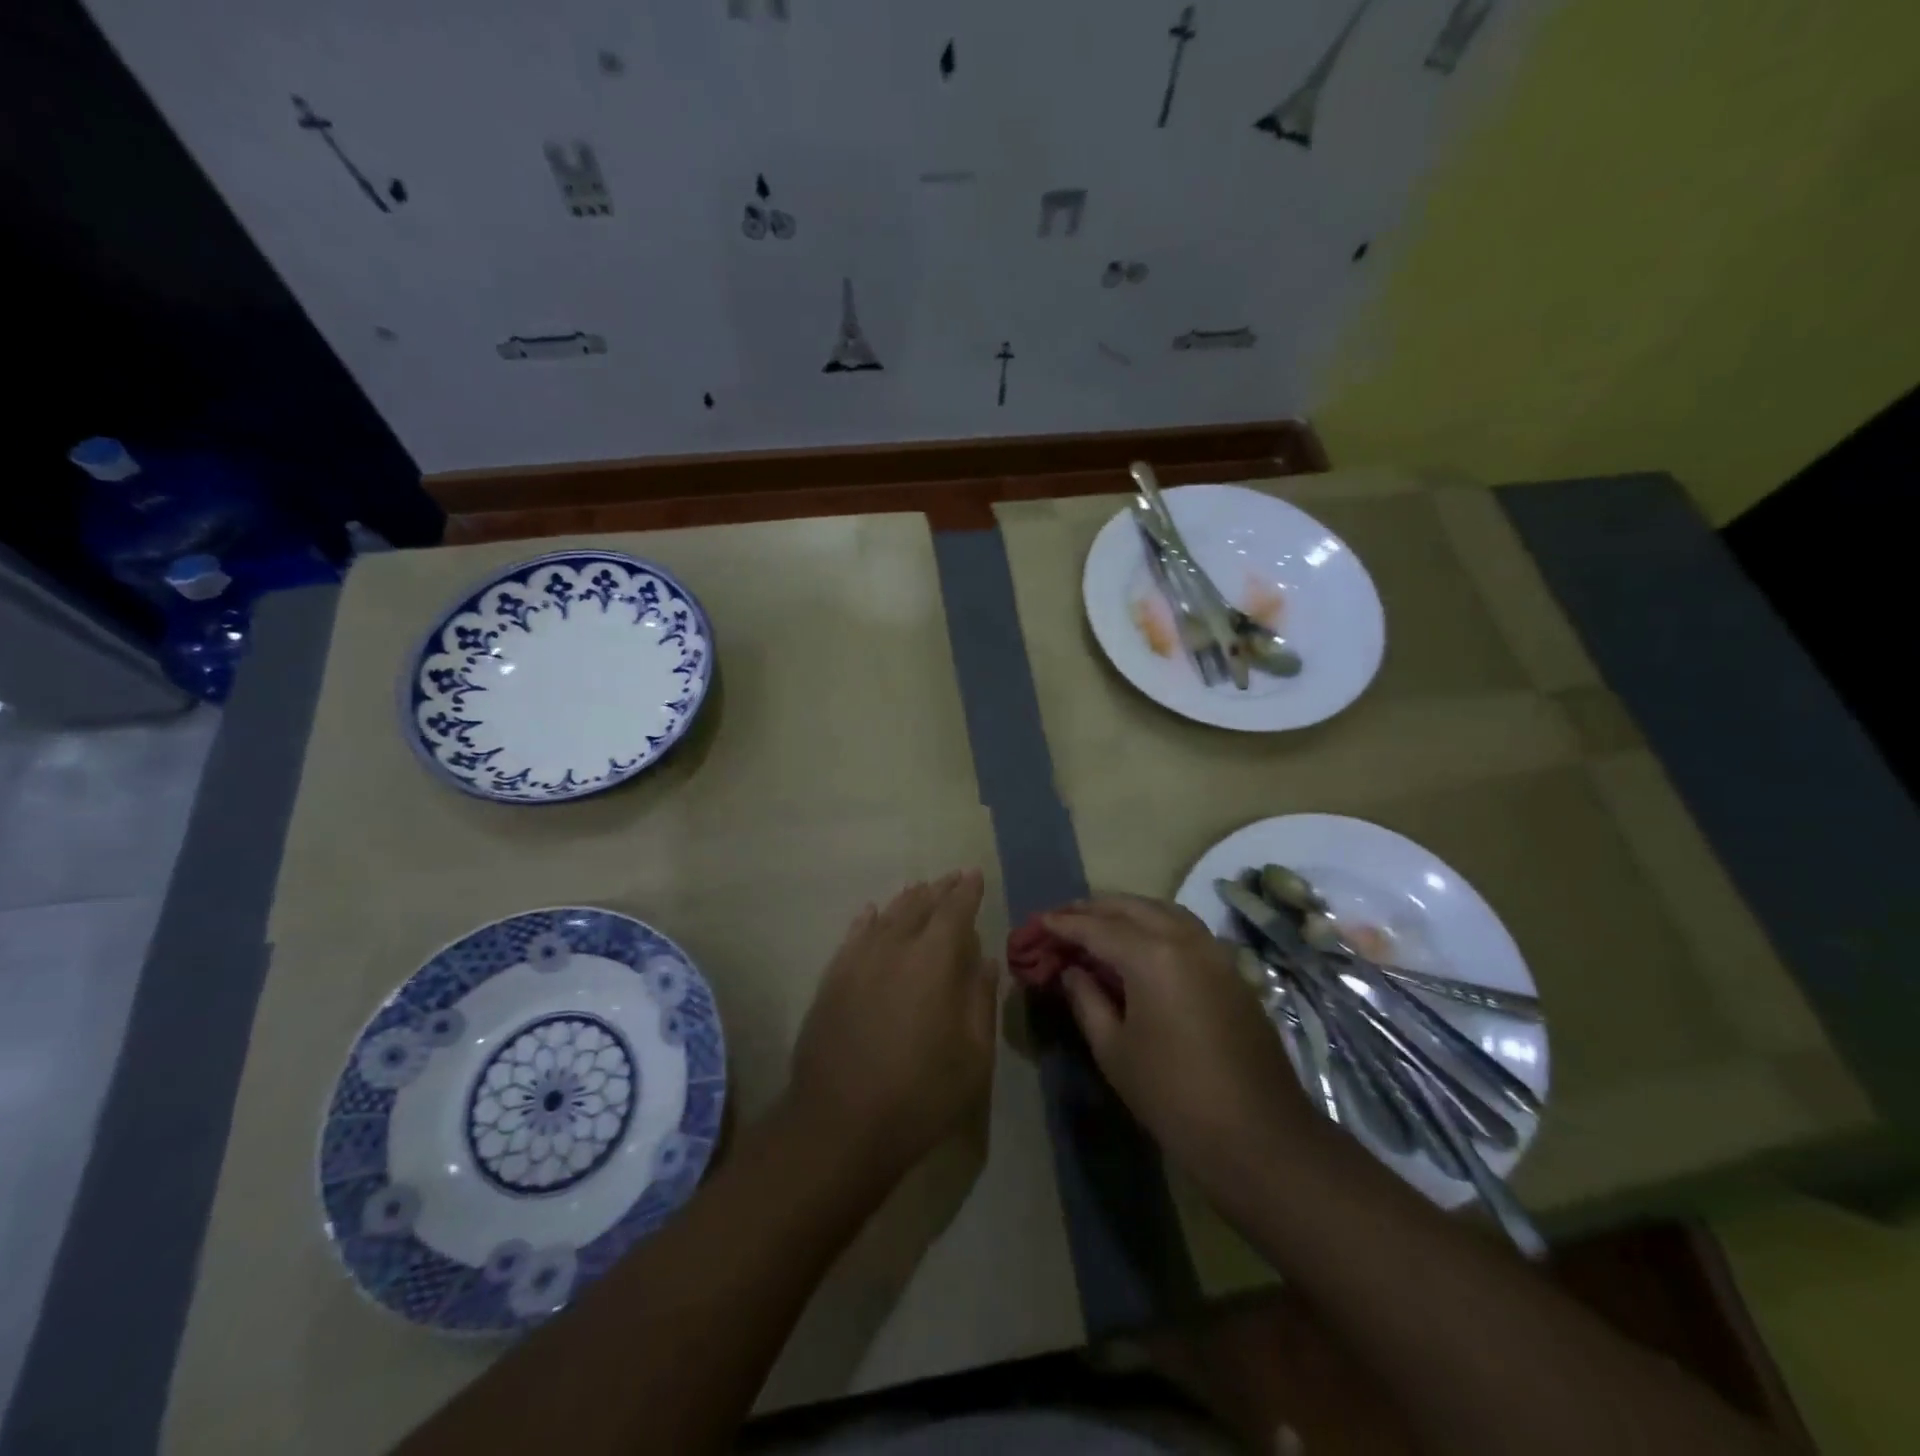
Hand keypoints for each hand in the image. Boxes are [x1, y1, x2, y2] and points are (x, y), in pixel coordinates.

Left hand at [789, 871, 997, 1179]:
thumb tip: (984, 960)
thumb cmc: (920, 1094)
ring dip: (906, 901)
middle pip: (919, 906)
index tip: (974, 875)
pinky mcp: (832, 980)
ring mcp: (857, 961)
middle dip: (938, 891)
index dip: (967, 891)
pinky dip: (867, 921)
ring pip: (886, 916)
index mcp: (934, 960)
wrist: (839, 1124)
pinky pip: (853, 936)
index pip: (955, 911)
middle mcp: (894, 947)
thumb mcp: (972, 1056)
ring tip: (919, 889)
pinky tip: (871, 913)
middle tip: (951, 879)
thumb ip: (980, 1000)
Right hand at [1048, 895, 1316, 1189]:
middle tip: (1063, 918)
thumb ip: (1086, 1000)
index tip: (1038, 921)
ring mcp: (1214, 951)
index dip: (1063, 923)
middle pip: (1131, 907)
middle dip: (1093, 908)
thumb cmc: (1173, 1096)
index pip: (1096, 927)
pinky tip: (1141, 944)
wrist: (1258, 1135)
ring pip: (1162, 910)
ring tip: (1098, 923)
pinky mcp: (1231, 970)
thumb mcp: (1114, 1051)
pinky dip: (1155, 924)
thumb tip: (1071, 971)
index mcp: (1151, 956)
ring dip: (1127, 910)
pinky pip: (1185, 929)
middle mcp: (1184, 939)